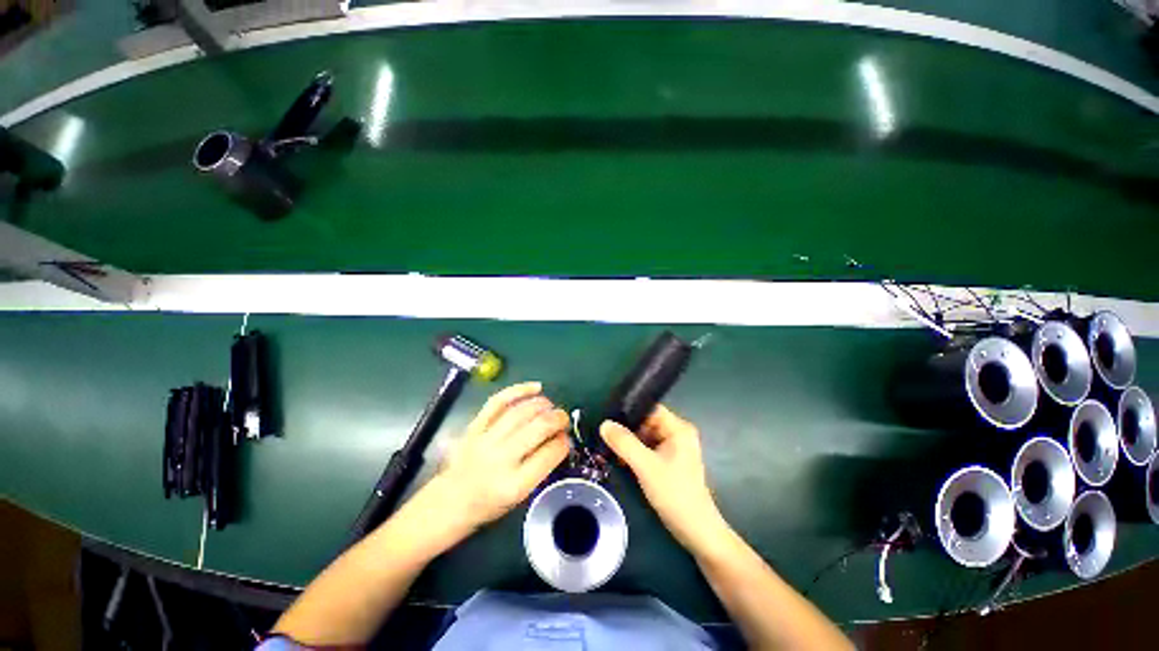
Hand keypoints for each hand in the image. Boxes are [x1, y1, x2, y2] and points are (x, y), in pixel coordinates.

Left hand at [424, 382, 570, 536]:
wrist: (450, 501)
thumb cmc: (489, 504)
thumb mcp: (520, 497)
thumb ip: (541, 467)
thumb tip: (560, 439)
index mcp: (514, 485)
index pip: (549, 454)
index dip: (563, 442)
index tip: (566, 438)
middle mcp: (501, 459)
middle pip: (538, 427)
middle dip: (558, 418)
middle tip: (563, 418)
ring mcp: (485, 439)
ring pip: (521, 411)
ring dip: (542, 404)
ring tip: (550, 407)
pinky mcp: (475, 426)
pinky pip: (498, 401)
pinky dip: (519, 390)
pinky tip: (535, 388)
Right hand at [600, 405, 726, 553]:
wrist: (696, 531)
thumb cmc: (674, 494)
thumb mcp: (645, 466)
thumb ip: (624, 443)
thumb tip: (604, 424)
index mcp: (679, 428)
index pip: (650, 409)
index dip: (630, 412)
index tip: (609, 420)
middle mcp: (678, 434)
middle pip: (647, 422)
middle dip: (628, 430)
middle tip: (607, 438)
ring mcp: (675, 448)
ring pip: (646, 436)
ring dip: (630, 443)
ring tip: (611, 450)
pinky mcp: (670, 461)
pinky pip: (649, 449)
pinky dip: (636, 453)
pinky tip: (622, 461)